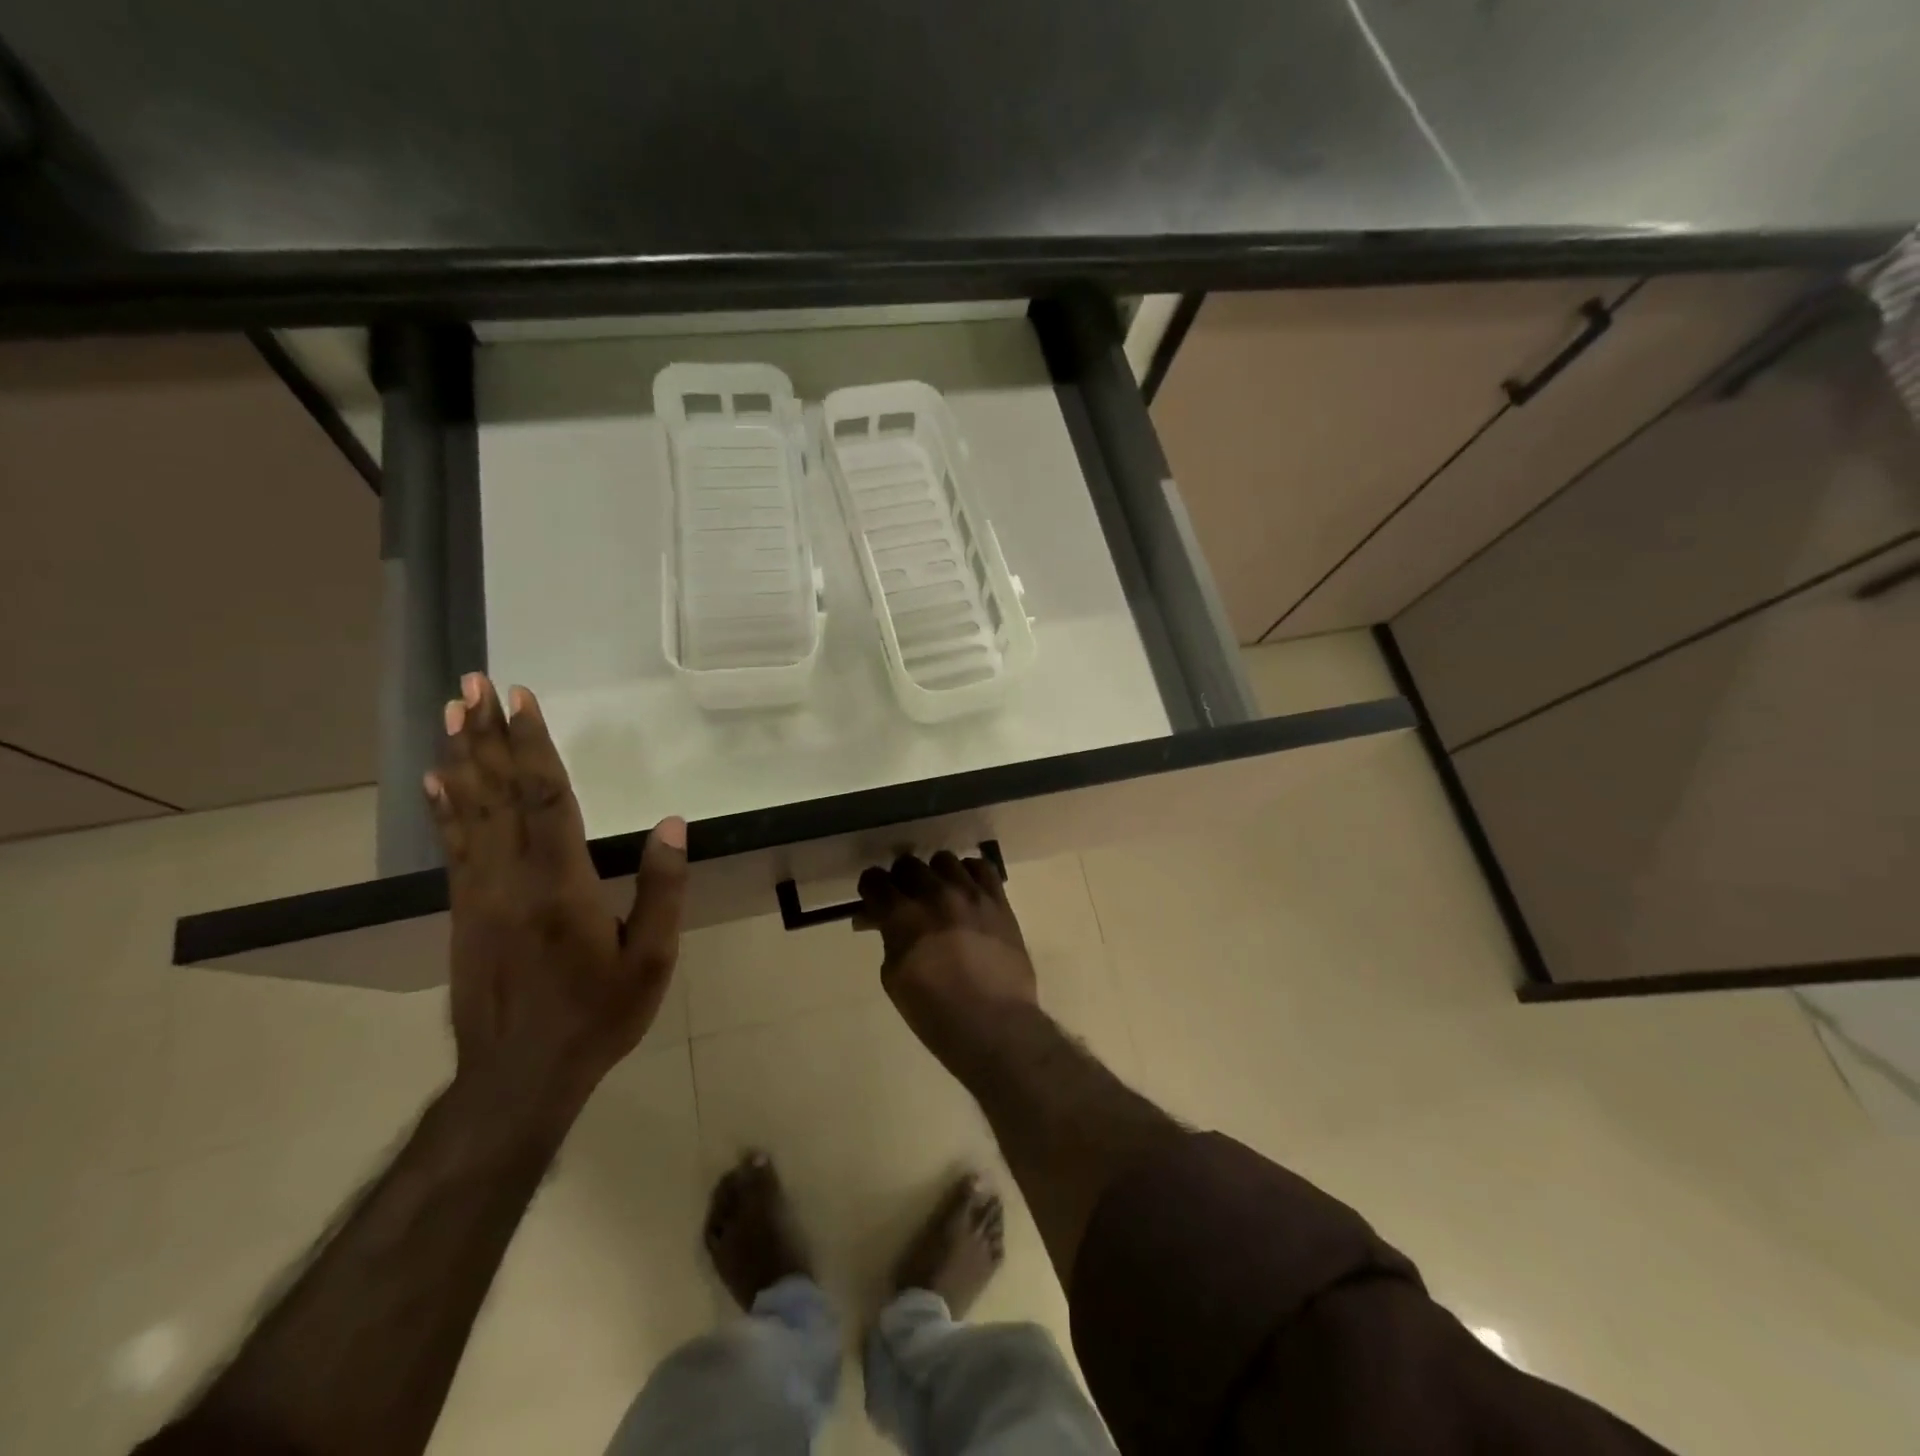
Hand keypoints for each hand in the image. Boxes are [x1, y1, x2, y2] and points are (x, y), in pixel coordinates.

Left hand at [426, 674, 687, 1116]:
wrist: (517, 1078)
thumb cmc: (596, 1016)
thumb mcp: (650, 959)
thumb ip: (661, 889)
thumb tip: (671, 824)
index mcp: (561, 885)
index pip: (547, 798)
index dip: (535, 745)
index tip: (523, 699)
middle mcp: (511, 878)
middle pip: (500, 793)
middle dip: (489, 735)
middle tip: (475, 684)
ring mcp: (479, 894)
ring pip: (469, 812)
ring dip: (464, 758)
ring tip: (454, 714)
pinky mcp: (463, 911)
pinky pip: (453, 846)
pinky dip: (446, 806)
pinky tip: (439, 780)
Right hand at [857, 852, 1037, 1072]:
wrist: (994, 1025)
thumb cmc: (935, 1012)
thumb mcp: (894, 978)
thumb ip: (888, 939)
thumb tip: (881, 920)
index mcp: (902, 915)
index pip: (875, 880)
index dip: (871, 888)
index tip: (873, 898)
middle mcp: (935, 894)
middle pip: (908, 864)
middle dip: (900, 880)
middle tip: (904, 899)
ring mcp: (970, 893)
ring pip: (944, 860)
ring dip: (935, 874)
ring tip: (938, 893)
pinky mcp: (998, 900)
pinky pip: (981, 867)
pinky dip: (969, 873)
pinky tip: (966, 889)